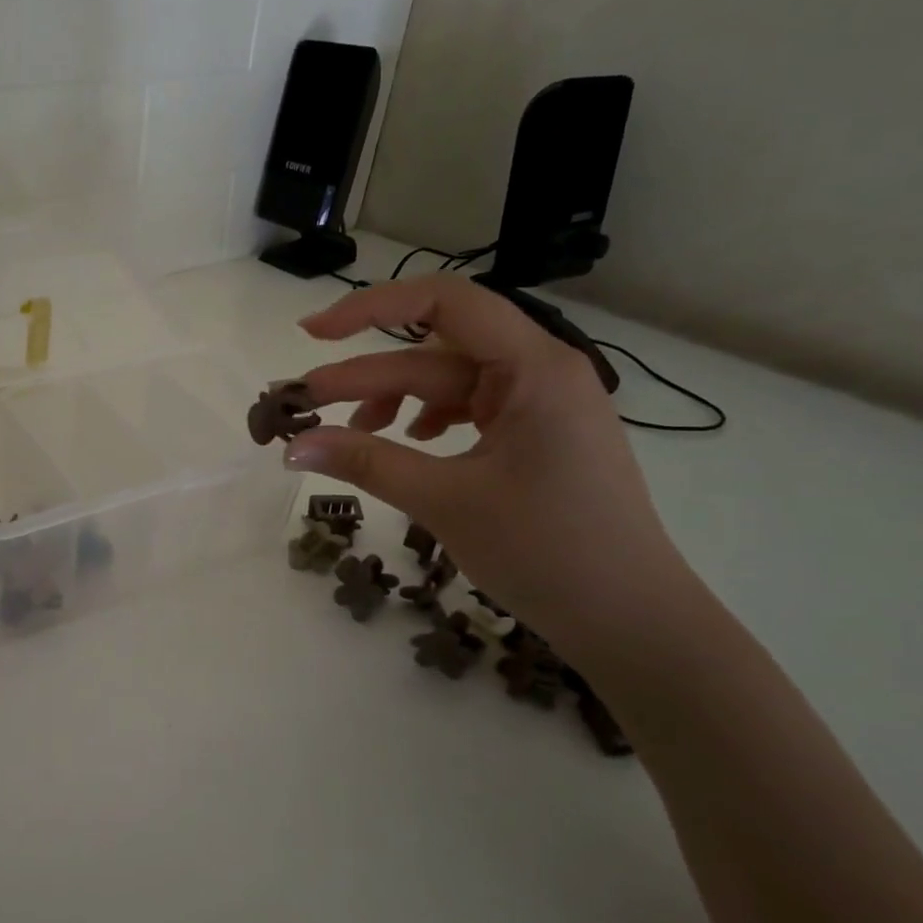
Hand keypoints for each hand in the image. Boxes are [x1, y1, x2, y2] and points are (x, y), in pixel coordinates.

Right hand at [287, 274, 693, 651]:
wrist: (629, 620)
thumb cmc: (547, 552)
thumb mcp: (446, 501)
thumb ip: (366, 463)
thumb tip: (292, 446)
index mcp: (534, 368)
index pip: (445, 302)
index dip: (371, 307)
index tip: (314, 334)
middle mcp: (539, 372)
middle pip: (433, 355)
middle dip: (365, 377)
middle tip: (304, 403)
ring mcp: (539, 405)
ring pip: (446, 385)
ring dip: (392, 402)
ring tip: (349, 433)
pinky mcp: (534, 436)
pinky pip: (466, 410)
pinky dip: (425, 422)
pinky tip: (405, 443)